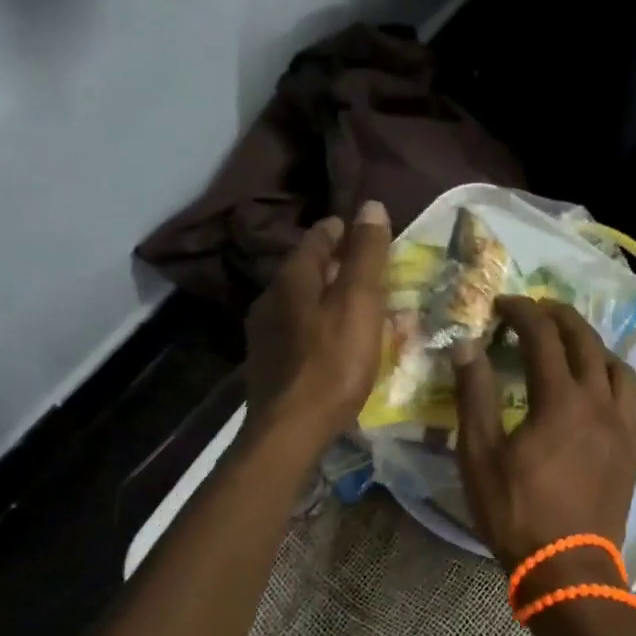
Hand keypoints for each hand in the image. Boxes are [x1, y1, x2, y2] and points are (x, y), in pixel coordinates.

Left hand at [243, 200, 390, 453]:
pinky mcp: (268, 362)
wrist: (290, 430)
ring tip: (357, 306)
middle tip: (371, 271)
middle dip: (337, 265)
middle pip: (307, 268)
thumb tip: (370, 206)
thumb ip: (366, 255)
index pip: (319, 237)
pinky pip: (298, 329)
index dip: (344, 231)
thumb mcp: (359, 303)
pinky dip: (318, 324)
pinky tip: (334, 341)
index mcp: (292, 277)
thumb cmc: (333, 362)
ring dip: (327, 296)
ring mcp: (264, 332)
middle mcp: (271, 297)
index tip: (368, 233)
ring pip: (301, 300)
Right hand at [454, 297, 635, 593]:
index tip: (502, 303)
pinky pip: (630, 401)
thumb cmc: (516, 512)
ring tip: (571, 346)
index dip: (521, 312)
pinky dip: (612, 383)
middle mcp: (599, 401)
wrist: (567, 568)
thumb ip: (474, 395)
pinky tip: (598, 394)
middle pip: (586, 340)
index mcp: (560, 398)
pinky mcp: (633, 450)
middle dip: (559, 317)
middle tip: (536, 310)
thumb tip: (466, 346)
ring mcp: (622, 426)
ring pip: (617, 367)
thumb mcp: (479, 455)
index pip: (542, 335)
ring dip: (593, 346)